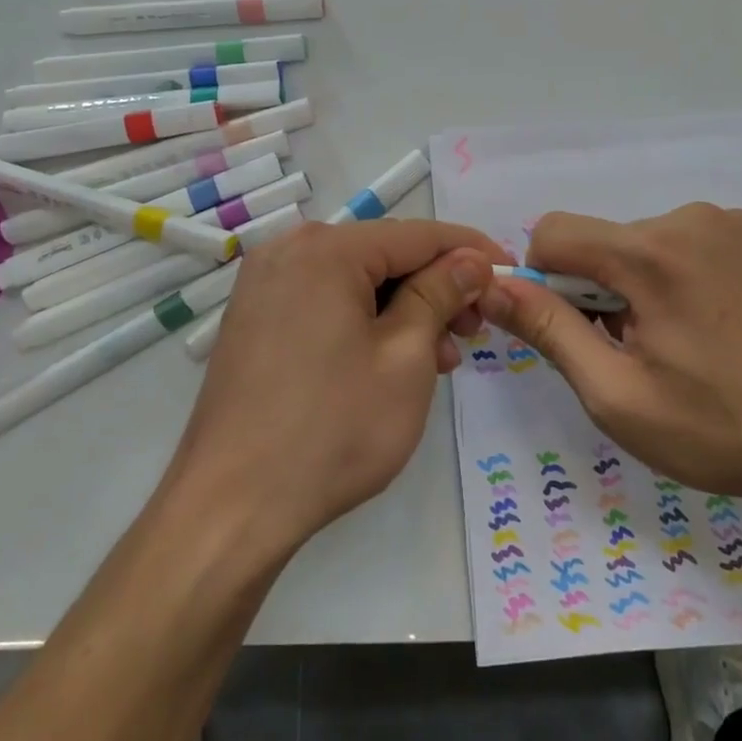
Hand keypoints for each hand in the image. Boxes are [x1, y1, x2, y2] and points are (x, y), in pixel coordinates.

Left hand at [171, 220, 502, 552]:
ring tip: (438, 359)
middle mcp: (288, 251)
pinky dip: (365, 322)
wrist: (232, 506)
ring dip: (403, 310)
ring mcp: (264, 286)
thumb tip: (470, 260)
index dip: (470, 251)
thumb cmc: (332, 429)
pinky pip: (325, 302)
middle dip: (436, 288)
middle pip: (384, 255)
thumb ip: (441, 294)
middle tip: (474, 331)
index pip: (418, 234)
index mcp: (325, 249)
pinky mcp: (255, 319)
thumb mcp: (405, 357)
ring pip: (356, 281)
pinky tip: (391, 361)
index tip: (510, 273)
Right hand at [477, 204, 741, 504]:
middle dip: (608, 289)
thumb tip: (492, 288)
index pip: (555, 232)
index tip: (580, 329)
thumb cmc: (724, 429)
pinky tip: (737, 327)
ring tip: (698, 344)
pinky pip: (710, 242)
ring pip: (659, 241)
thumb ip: (547, 331)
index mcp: (649, 253)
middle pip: (611, 241)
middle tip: (648, 353)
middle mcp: (694, 218)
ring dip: (655, 283)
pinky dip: (701, 275)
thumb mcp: (617, 396)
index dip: (547, 280)